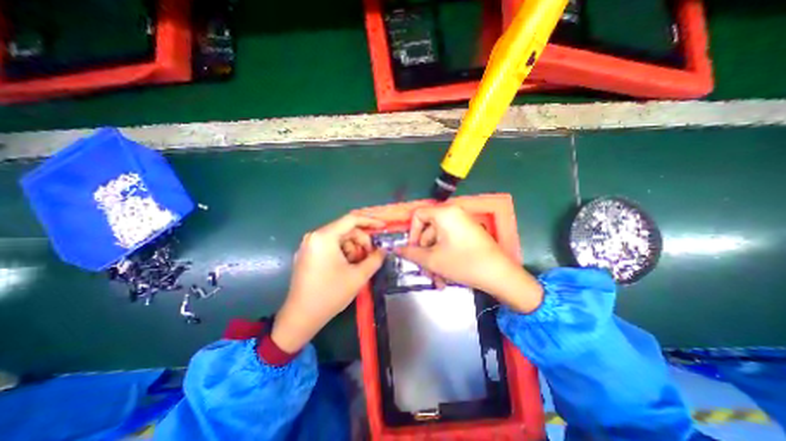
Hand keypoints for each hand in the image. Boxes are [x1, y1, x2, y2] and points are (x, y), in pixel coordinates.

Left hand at [273, 214, 387, 350]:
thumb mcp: (358, 276)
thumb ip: (375, 259)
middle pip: (345, 230)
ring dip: (352, 249)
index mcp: (324, 237)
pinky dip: (342, 253)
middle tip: (370, 256)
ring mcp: (309, 246)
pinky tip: (346, 267)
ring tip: (357, 266)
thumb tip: (384, 250)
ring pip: (339, 239)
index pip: (351, 220)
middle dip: (361, 242)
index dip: (370, 222)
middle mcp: (314, 236)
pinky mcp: (307, 255)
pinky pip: (330, 246)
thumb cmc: (330, 294)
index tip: (383, 228)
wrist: (301, 317)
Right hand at [400, 205, 541, 313]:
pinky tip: (446, 277)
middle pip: (428, 230)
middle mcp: (454, 213)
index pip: (418, 215)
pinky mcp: (469, 233)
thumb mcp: (433, 260)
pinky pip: (450, 242)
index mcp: (444, 213)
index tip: (412, 250)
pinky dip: (445, 257)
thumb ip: (411, 253)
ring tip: (437, 280)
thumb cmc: (463, 263)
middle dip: (425, 253)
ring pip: (439, 240)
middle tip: (425, 272)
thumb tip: (396, 249)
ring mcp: (463, 223)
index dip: (411, 232)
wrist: (500, 275)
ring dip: (434, 260)